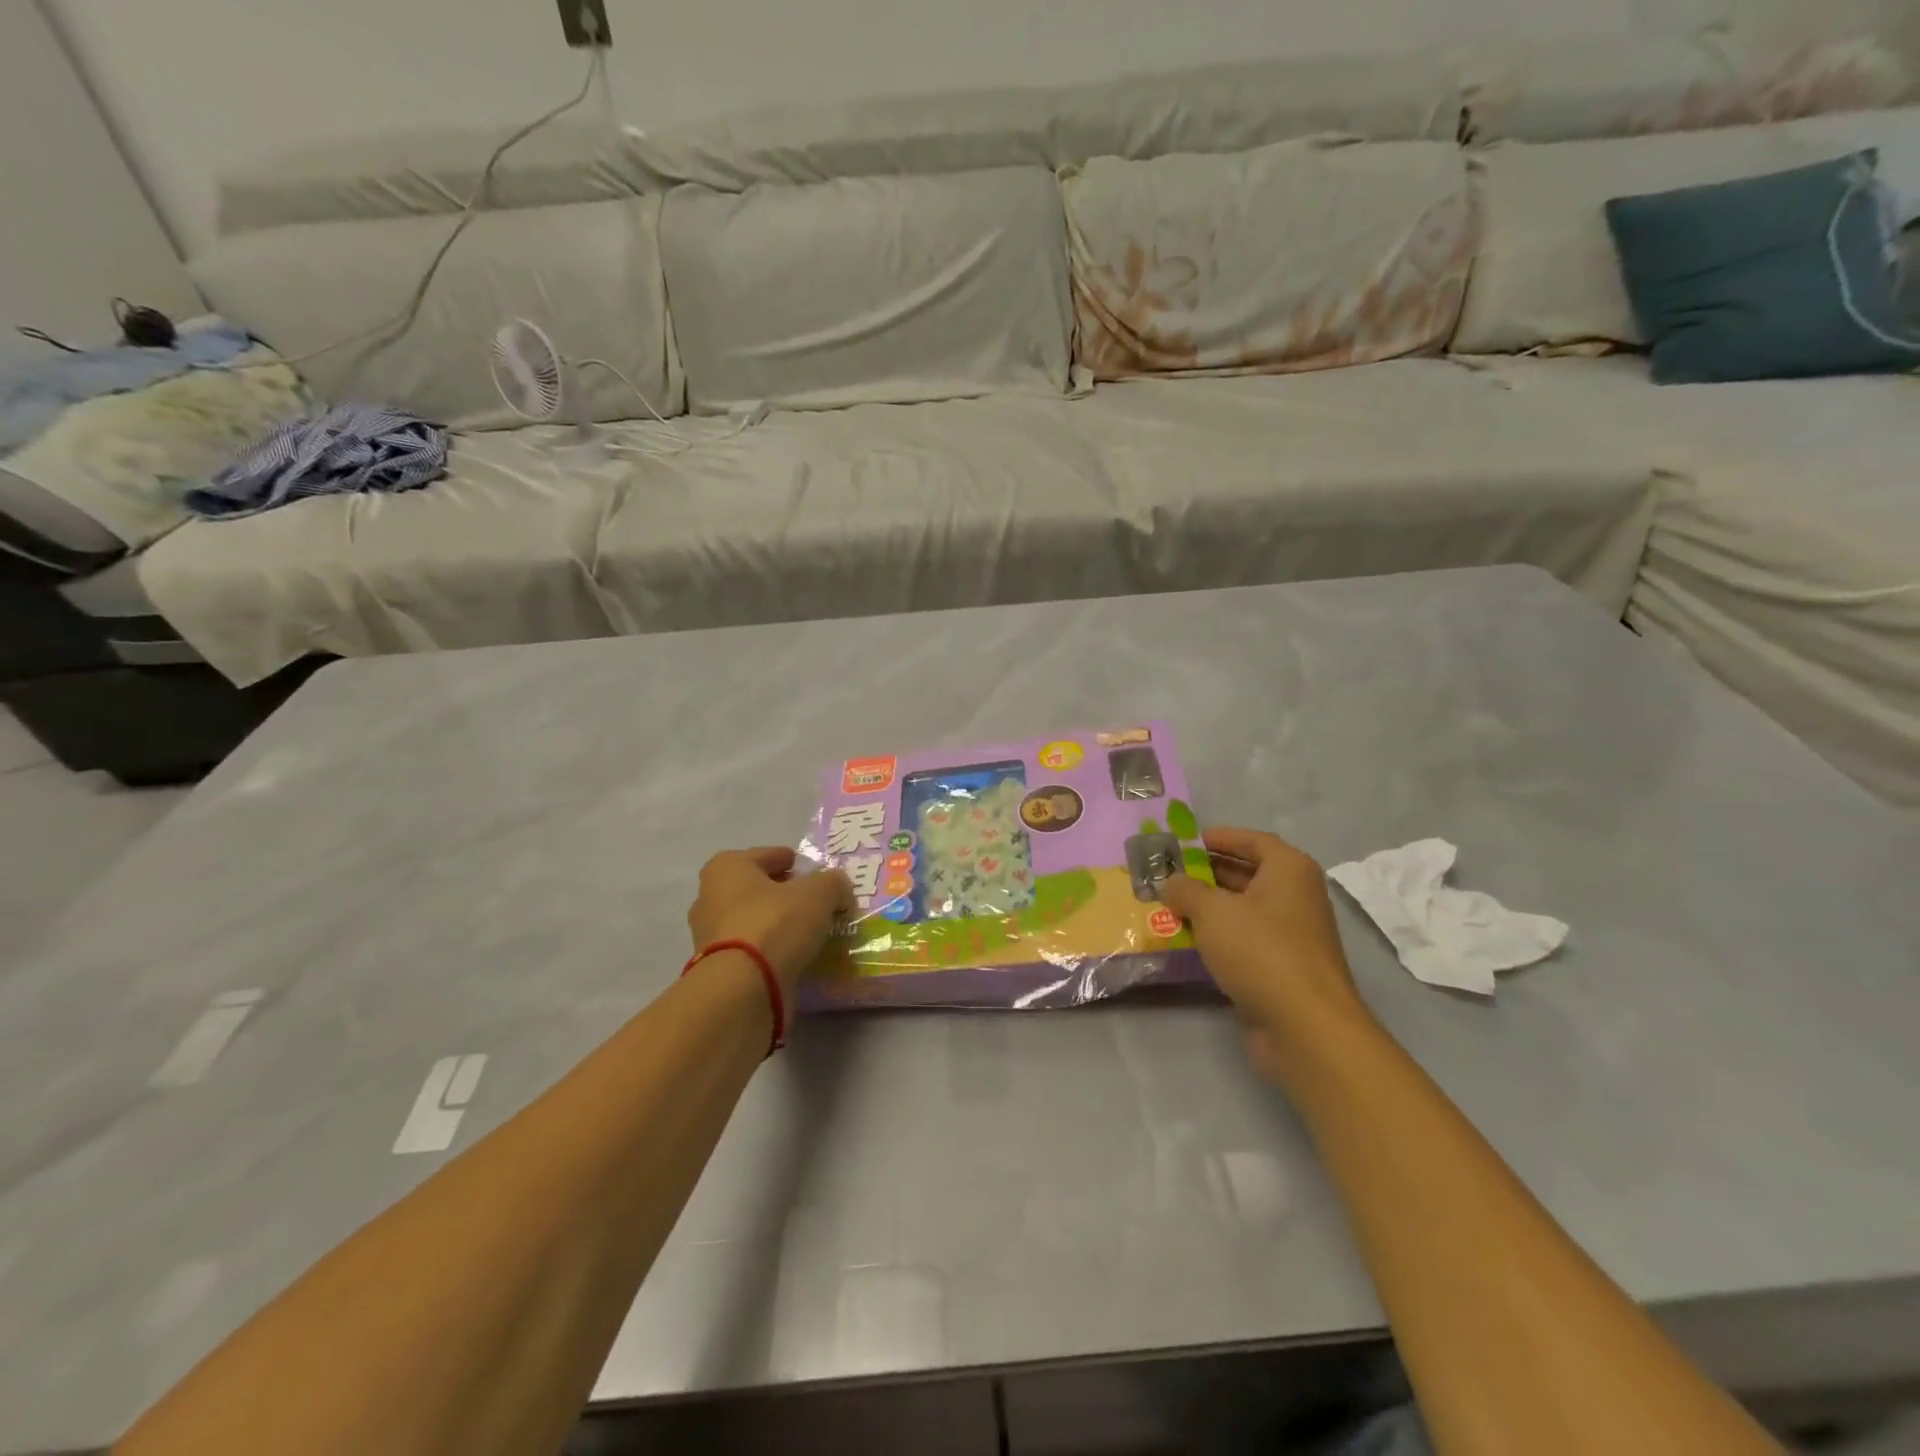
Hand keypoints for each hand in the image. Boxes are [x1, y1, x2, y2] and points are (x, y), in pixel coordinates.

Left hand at [687, 847, 853, 995]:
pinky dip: (771, 952)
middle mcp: (710, 897)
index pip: (767, 856)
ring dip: (778, 926)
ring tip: (811, 933)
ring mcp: (709, 937)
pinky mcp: (717, 969)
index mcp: (727, 868)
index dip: (792, 861)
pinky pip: (752, 951)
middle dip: (784, 894)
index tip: (813, 873)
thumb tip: (839, 889)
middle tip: (815, 903)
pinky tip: (796, 957)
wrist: (743, 989)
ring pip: (753, 922)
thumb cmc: (775, 924)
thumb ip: (833, 883)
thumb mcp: (819, 893)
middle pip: (757, 889)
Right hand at [1155, 828, 1373, 1082]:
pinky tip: (1187, 939)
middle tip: (1168, 873)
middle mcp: (1295, 897)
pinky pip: (1244, 940)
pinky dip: (1218, 936)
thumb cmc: (1261, 950)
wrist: (1305, 1027)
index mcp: (1289, 870)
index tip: (1185, 842)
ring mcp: (1291, 935)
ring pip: (1243, 909)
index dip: (1220, 837)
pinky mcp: (1281, 968)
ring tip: (1168, 904)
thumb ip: (1185, 890)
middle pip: (1247, 873)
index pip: (1253, 841)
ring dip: (1208, 906)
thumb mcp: (1213, 911)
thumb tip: (1170, 882)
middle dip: (1207, 872)